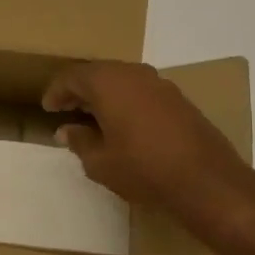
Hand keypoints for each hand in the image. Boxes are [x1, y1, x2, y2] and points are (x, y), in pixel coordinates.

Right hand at [42, 61, 254, 243]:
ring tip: (93, 117)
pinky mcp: (179, 99)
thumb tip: (67, 131)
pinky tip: (124, 123)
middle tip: (67, 109)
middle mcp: (134, 74)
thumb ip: (79, 141)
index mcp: (108, 83)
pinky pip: (141, 91)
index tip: (48, 108)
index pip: (73, 77)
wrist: (206, 180)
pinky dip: (126, 101)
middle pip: (98, 73)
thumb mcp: (101, 162)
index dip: (57, 92)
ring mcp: (160, 84)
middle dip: (80, 90)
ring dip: (104, 95)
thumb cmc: (143, 169)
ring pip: (122, 80)